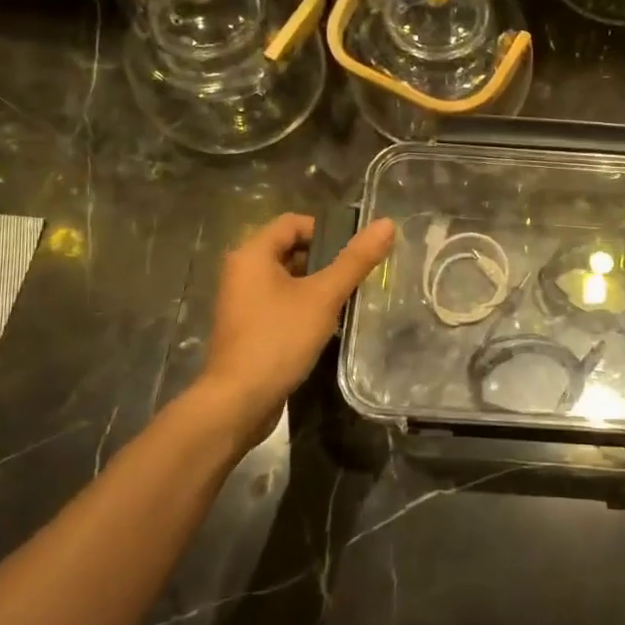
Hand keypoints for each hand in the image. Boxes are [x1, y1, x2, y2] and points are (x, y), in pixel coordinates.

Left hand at [195, 213, 395, 446]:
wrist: (238, 401)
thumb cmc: (279, 339)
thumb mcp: (323, 296)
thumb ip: (355, 260)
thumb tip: (386, 223)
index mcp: (252, 254)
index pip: (293, 223)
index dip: (327, 230)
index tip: (356, 251)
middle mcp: (241, 271)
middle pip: (290, 250)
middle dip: (326, 260)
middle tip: (358, 275)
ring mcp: (242, 302)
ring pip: (287, 279)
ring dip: (317, 285)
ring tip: (349, 299)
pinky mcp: (247, 328)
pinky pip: (280, 303)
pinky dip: (303, 306)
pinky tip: (328, 324)